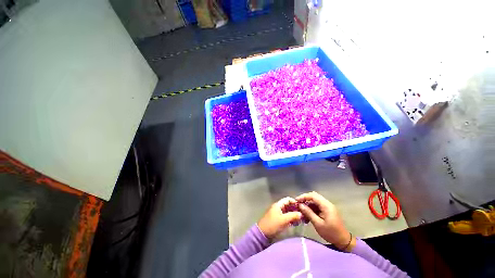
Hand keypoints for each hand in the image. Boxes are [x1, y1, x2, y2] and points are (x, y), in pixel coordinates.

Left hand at [258, 197, 302, 238]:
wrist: (263, 234)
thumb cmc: (273, 224)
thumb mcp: (283, 220)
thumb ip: (292, 216)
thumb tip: (301, 213)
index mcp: (278, 205)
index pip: (287, 199)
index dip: (294, 202)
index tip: (301, 207)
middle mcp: (278, 208)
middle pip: (288, 205)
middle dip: (295, 209)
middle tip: (303, 214)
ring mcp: (278, 214)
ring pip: (288, 212)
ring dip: (294, 215)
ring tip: (301, 220)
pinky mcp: (279, 220)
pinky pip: (286, 217)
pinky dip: (291, 219)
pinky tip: (296, 223)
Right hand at [296, 192, 354, 250]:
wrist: (344, 241)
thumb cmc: (331, 233)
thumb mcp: (318, 224)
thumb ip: (308, 213)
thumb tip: (300, 205)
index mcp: (326, 205)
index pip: (313, 195)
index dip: (304, 196)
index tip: (296, 201)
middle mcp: (327, 204)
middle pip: (314, 197)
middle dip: (305, 200)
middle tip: (298, 205)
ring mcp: (328, 207)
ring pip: (315, 202)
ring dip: (308, 206)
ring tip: (302, 213)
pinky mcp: (328, 211)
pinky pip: (318, 207)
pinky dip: (312, 210)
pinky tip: (307, 216)